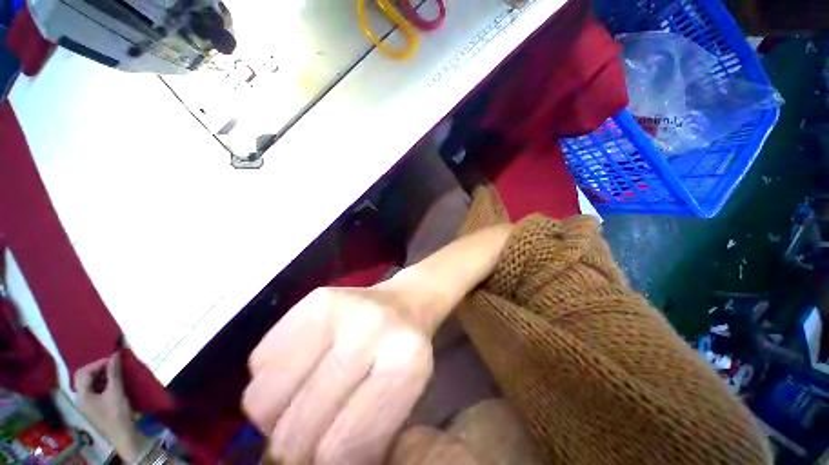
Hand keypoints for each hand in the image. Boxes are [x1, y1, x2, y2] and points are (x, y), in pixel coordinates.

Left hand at [75, 354, 149, 461]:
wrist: (122, 434)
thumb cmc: (117, 413)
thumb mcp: (116, 391)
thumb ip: (114, 373)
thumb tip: (115, 354)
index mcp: (82, 394)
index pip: (84, 372)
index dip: (98, 363)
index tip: (114, 360)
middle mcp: (80, 397)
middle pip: (83, 377)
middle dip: (97, 368)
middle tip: (112, 365)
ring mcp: (87, 403)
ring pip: (89, 383)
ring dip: (100, 375)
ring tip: (114, 372)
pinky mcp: (94, 406)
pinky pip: (94, 389)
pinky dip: (102, 382)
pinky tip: (112, 383)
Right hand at [244, 225, 510, 464]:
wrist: (414, 291)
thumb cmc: (416, 343)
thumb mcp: (408, 397)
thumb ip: (371, 438)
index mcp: (404, 363)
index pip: (339, 453)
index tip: (330, 456)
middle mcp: (371, 332)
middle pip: (300, 431)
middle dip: (295, 449)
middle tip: (308, 440)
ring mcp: (342, 309)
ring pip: (269, 400)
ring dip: (277, 417)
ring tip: (304, 403)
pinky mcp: (316, 297)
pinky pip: (261, 364)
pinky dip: (269, 382)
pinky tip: (297, 371)